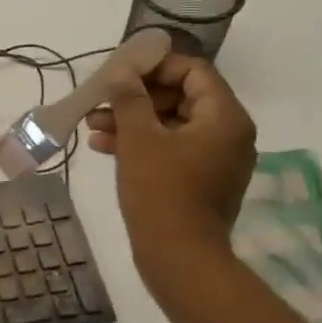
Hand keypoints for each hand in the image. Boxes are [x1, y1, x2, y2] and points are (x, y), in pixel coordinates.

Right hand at [85, 52, 256, 277]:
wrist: (178, 256)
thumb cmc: (160, 190)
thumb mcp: (139, 137)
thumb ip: (129, 97)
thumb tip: (122, 70)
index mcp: (225, 117)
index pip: (194, 71)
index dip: (156, 66)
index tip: (121, 71)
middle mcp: (228, 133)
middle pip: (181, 96)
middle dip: (137, 96)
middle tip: (102, 100)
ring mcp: (215, 158)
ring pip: (171, 123)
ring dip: (132, 119)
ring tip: (93, 125)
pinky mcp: (200, 179)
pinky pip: (171, 147)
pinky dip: (141, 142)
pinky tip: (103, 146)